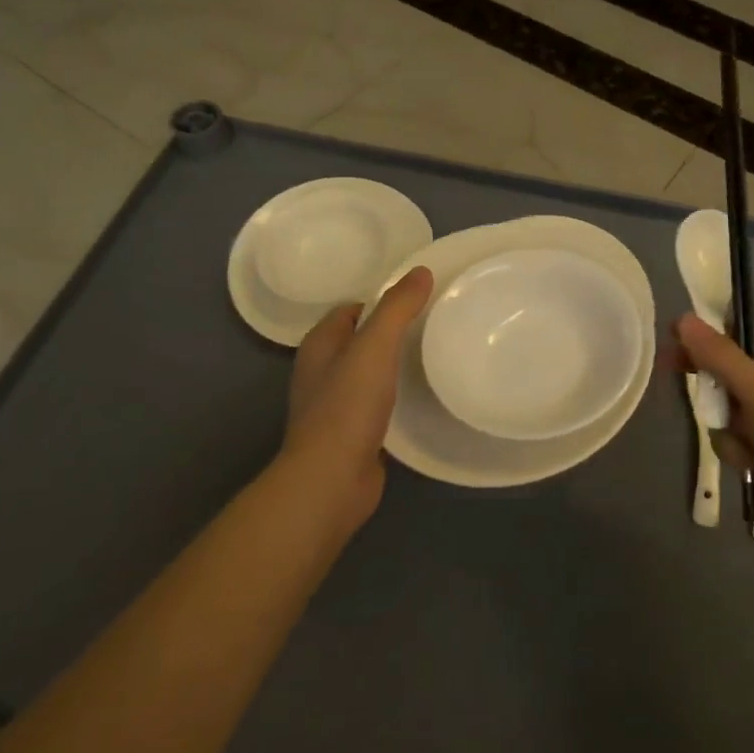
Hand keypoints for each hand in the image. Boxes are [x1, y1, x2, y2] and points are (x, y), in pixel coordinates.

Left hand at [280, 267, 433, 538]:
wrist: (331, 481)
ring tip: (433, 355)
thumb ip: (397, 308)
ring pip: (369, 372)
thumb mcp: (375, 347)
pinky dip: (396, 396)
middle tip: (432, 324)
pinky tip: (422, 397)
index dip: (381, 300)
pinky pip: (377, 403)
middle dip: (390, 331)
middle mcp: (322, 371)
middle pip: (360, 340)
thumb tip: (421, 271)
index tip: (418, 299)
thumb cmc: (348, 407)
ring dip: (394, 365)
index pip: (351, 309)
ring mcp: (335, 406)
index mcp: (320, 345)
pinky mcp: (351, 434)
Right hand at [676, 315, 753, 580]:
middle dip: (725, 398)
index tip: (674, 342)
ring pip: (733, 412)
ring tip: (753, 452)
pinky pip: (740, 439)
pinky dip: (741, 453)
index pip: (749, 340)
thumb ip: (720, 357)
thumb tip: (684, 318)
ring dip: (733, 431)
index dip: (711, 342)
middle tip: (700, 401)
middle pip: (737, 377)